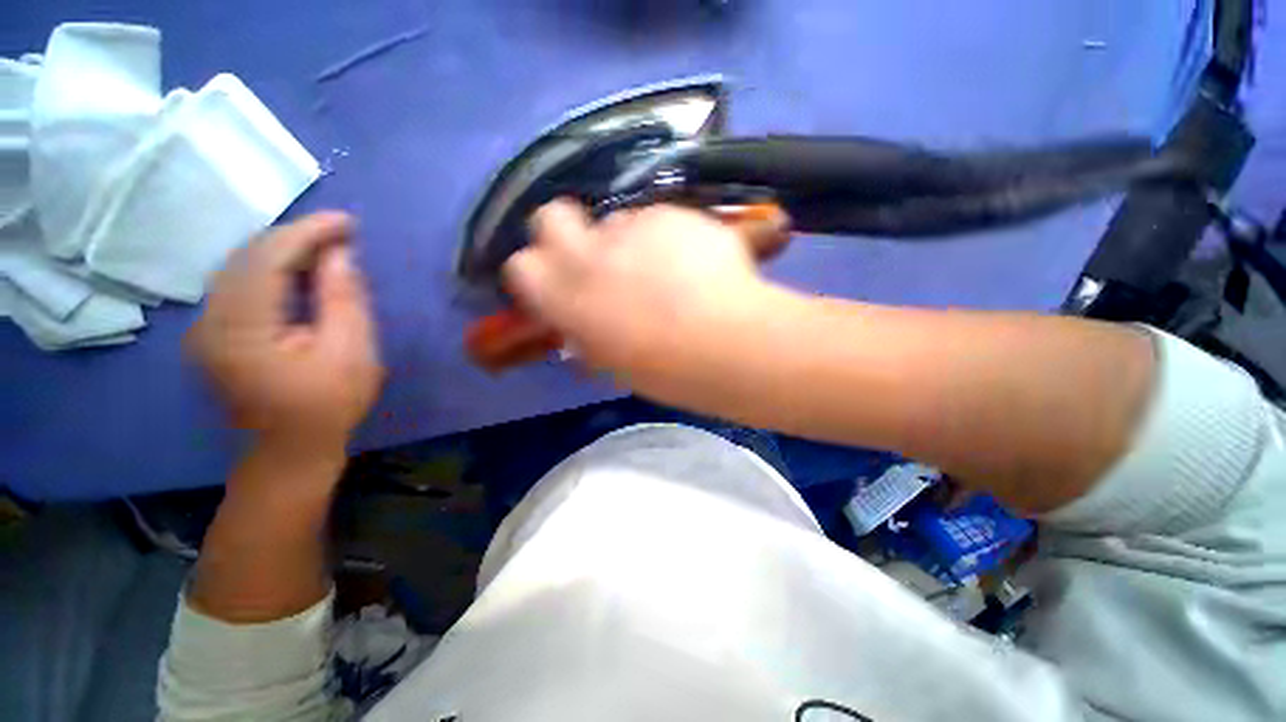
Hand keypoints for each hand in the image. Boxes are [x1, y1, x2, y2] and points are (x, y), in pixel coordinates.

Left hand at [187, 212, 382, 460]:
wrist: (291, 449)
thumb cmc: (330, 405)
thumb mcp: (351, 352)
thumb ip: (344, 300)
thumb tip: (340, 254)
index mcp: (241, 330)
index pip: (266, 259)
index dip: (307, 233)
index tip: (347, 222)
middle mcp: (210, 321)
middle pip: (247, 257)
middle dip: (296, 236)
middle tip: (342, 232)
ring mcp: (205, 327)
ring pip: (239, 266)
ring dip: (284, 250)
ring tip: (326, 246)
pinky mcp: (213, 332)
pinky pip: (239, 284)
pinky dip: (271, 268)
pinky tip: (299, 268)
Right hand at [503, 200, 781, 397]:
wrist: (725, 342)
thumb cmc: (665, 369)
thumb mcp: (613, 362)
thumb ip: (590, 336)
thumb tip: (582, 329)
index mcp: (565, 297)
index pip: (520, 266)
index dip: (536, 271)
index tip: (556, 282)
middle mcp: (588, 253)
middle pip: (551, 215)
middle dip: (563, 229)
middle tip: (595, 255)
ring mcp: (631, 227)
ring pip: (617, 220)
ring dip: (630, 241)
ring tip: (665, 269)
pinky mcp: (672, 213)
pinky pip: (661, 219)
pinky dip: (670, 237)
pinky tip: (696, 262)